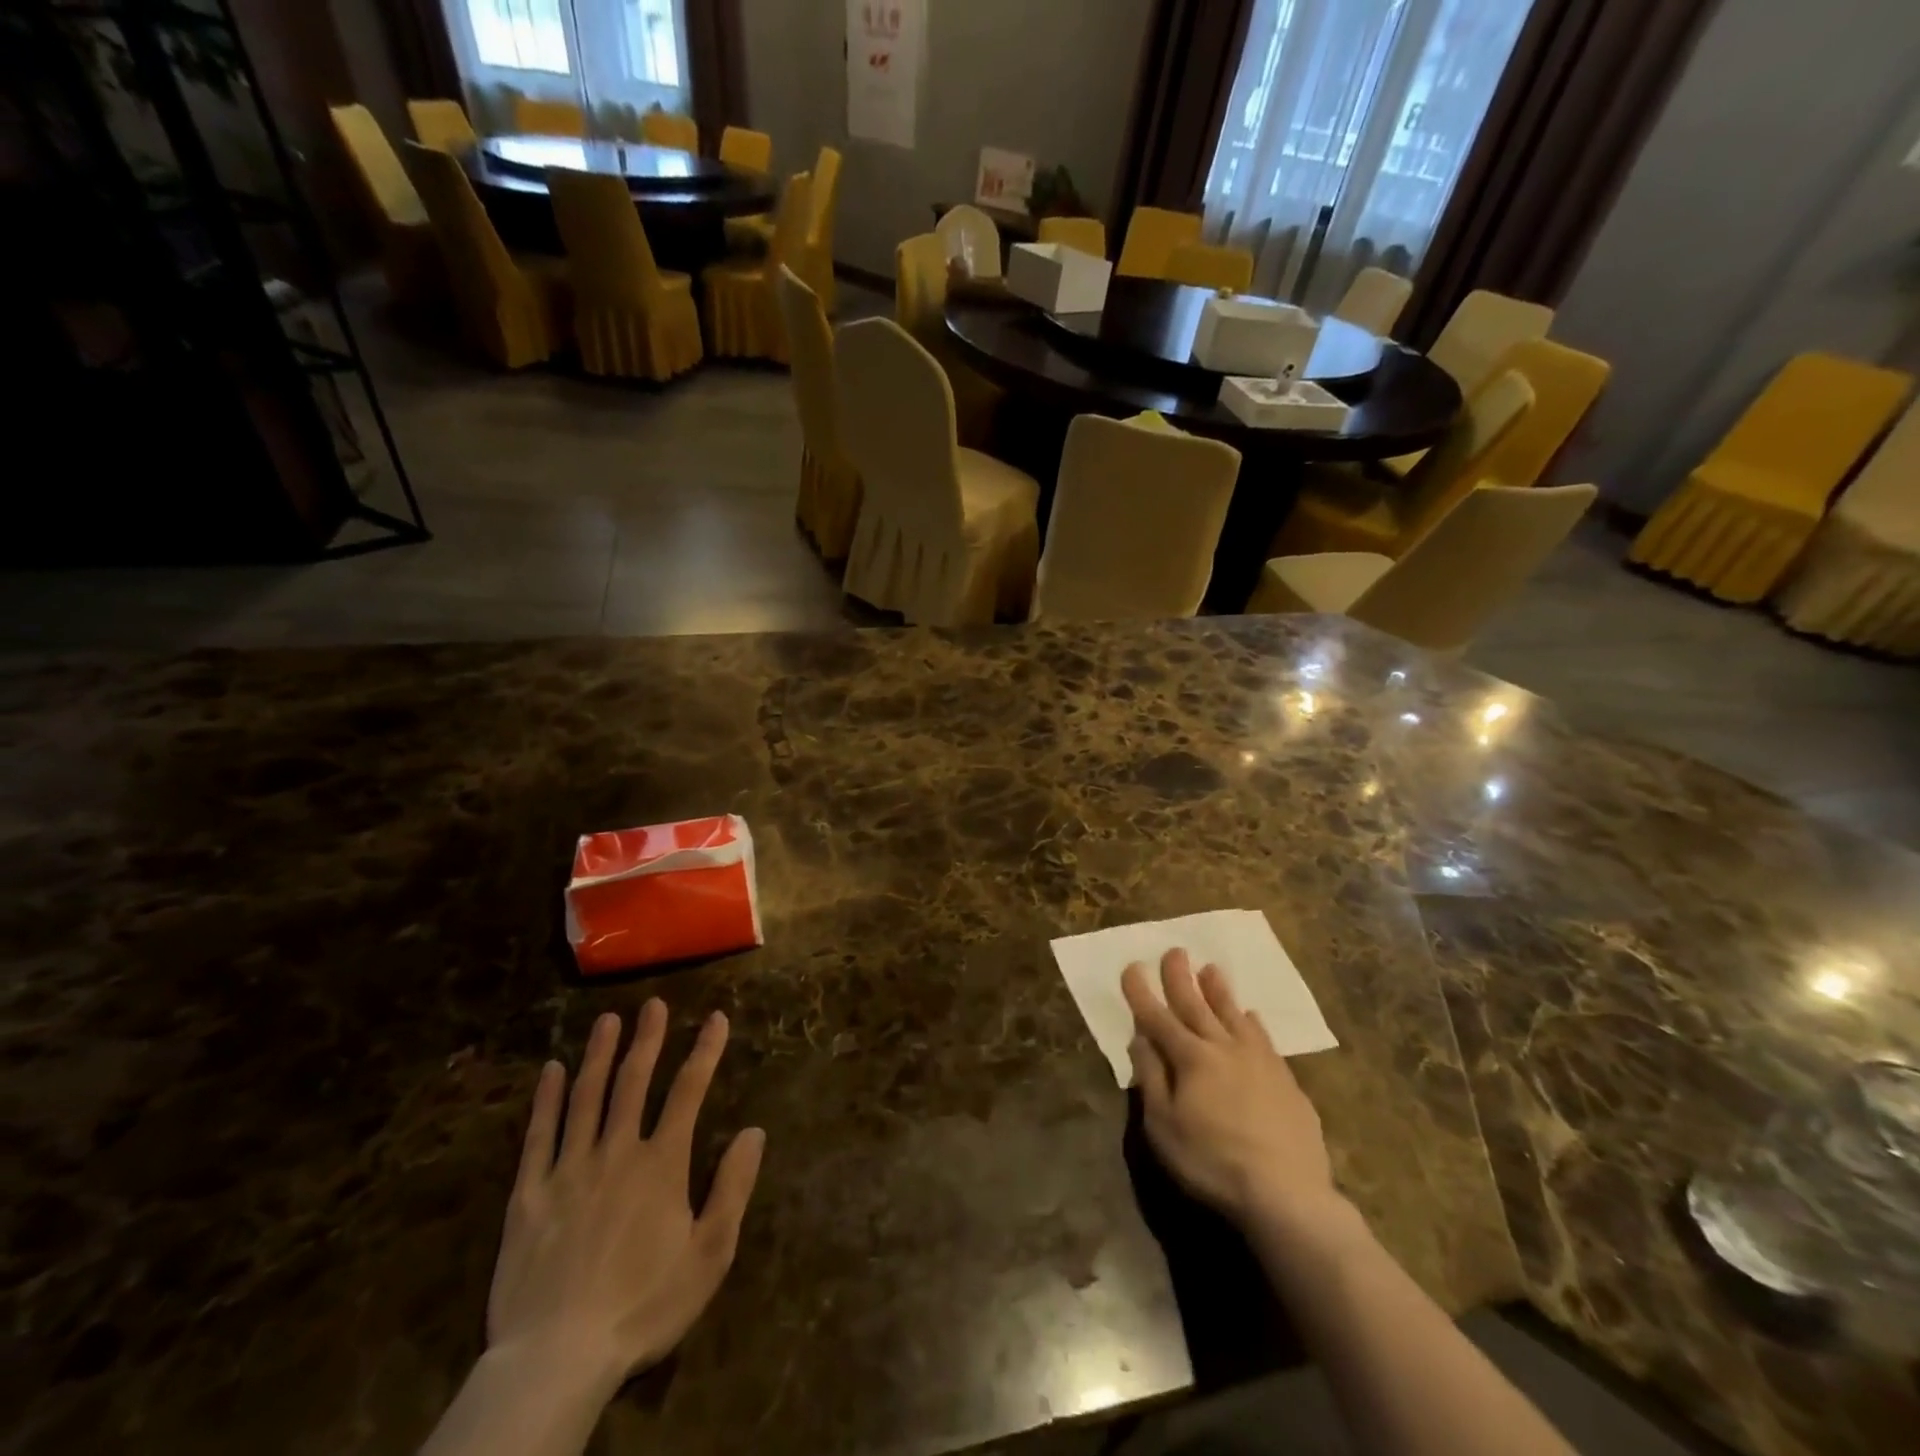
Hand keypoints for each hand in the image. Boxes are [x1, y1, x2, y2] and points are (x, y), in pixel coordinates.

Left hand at [486, 1002, 764, 1396]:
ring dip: (599, 1055)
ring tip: (608, 1020)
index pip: (689, 1091)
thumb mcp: (709, 1255)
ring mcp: (568, 1170)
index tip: (716, 1017)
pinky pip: (538, 1136)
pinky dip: (545, 1100)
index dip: (705, 1050)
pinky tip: (550, 1071)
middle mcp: (617, 1152)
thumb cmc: (644, 1306)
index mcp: (662, 1164)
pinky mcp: (528, 1195)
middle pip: (634, 1082)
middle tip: (653, 1003)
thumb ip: (733, 1187)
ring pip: (586, 1098)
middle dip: (648, 1039)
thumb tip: (754, 1130)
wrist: (557, 1359)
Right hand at [1124, 949, 1342, 1230]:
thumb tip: (1140, 1038)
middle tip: (1174, 950)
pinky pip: (1264, 1039)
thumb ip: (1151, 1078)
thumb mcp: (1164, 1126)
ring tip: (1211, 969)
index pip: (1158, 1017)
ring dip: (1219, 991)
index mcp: (1191, 1058)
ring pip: (1234, 1014)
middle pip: (1197, 1005)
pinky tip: (1252, 1017)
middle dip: (1181, 978)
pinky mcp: (1286, 1080)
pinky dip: (1253, 1022)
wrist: (1288, 1194)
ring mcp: (1260, 1061)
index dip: (1142, 992)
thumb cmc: (1212, 1162)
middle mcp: (1224, 1048)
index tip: (1132, 966)